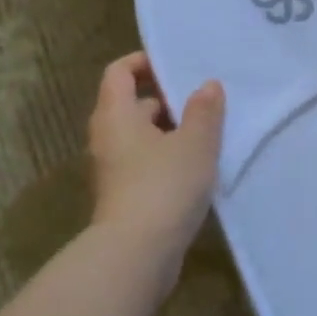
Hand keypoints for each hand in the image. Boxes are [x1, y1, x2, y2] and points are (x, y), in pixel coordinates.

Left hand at [87, 51, 224, 253]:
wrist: (137, 253)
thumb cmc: (164, 186)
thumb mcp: (195, 143)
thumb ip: (204, 111)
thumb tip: (207, 86)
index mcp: (116, 115)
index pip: (119, 72)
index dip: (144, 62)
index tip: (176, 66)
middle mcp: (107, 138)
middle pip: (131, 104)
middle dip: (167, 100)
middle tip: (204, 102)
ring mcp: (113, 169)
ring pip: (141, 136)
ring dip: (171, 131)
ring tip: (209, 134)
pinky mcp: (124, 195)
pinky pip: (145, 163)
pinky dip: (168, 158)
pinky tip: (198, 168)